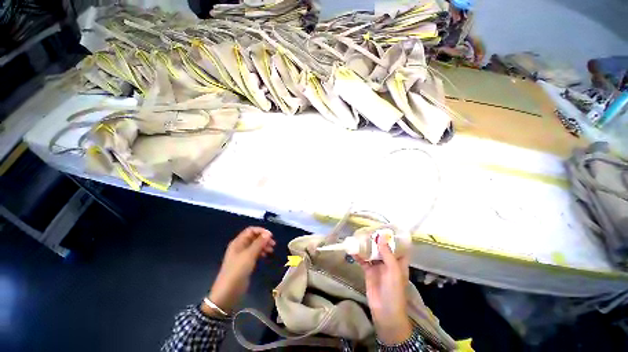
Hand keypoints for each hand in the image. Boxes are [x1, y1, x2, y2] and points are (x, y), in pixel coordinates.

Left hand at [202, 227, 274, 316]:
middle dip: (263, 238)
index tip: (271, 236)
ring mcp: (242, 255)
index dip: (261, 231)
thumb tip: (268, 234)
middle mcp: (240, 247)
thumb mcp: (249, 255)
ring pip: (255, 245)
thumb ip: (259, 243)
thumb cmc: (237, 270)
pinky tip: (266, 255)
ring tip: (271, 250)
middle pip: (253, 237)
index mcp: (238, 242)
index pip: (251, 230)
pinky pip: (254, 253)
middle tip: (273, 244)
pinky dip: (261, 252)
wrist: (227, 292)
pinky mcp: (245, 263)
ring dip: (263, 245)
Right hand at [354, 238, 412, 344]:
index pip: (399, 247)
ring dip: (366, 246)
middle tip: (368, 229)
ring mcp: (378, 266)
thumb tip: (381, 236)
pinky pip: (363, 260)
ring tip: (359, 236)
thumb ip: (387, 253)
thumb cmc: (394, 291)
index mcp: (399, 262)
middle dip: (376, 239)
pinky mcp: (369, 271)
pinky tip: (353, 249)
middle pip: (383, 247)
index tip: (387, 227)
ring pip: (372, 252)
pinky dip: (358, 255)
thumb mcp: (393, 271)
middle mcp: (389, 262)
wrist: (385, 312)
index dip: (394, 237)